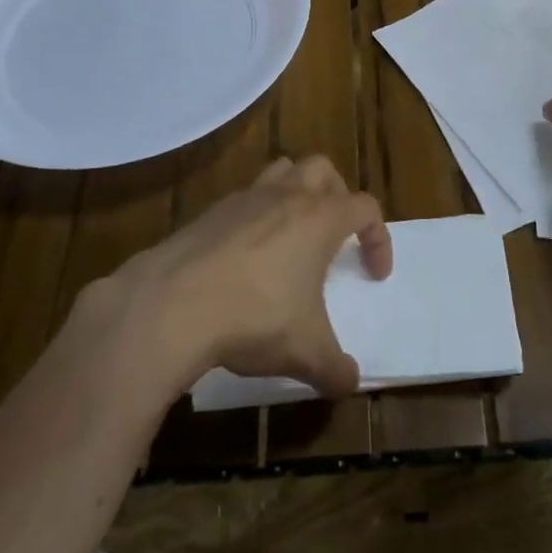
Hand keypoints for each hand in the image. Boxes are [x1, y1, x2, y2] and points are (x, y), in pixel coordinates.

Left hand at [114, 156, 390, 398]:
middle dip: (337, 196)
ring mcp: (244, 198)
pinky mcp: (209, 211)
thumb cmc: (254, 317)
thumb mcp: (305, 352)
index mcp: (319, 218)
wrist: (172, 305)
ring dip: (294, 192)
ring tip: (292, 233)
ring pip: (281, 171)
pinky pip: (243, 199)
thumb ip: (335, 369)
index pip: (366, 207)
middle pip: (323, 169)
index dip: (379, 238)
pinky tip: (245, 256)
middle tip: (334, 234)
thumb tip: (349, 383)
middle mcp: (285, 196)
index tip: (374, 274)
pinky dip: (254, 216)